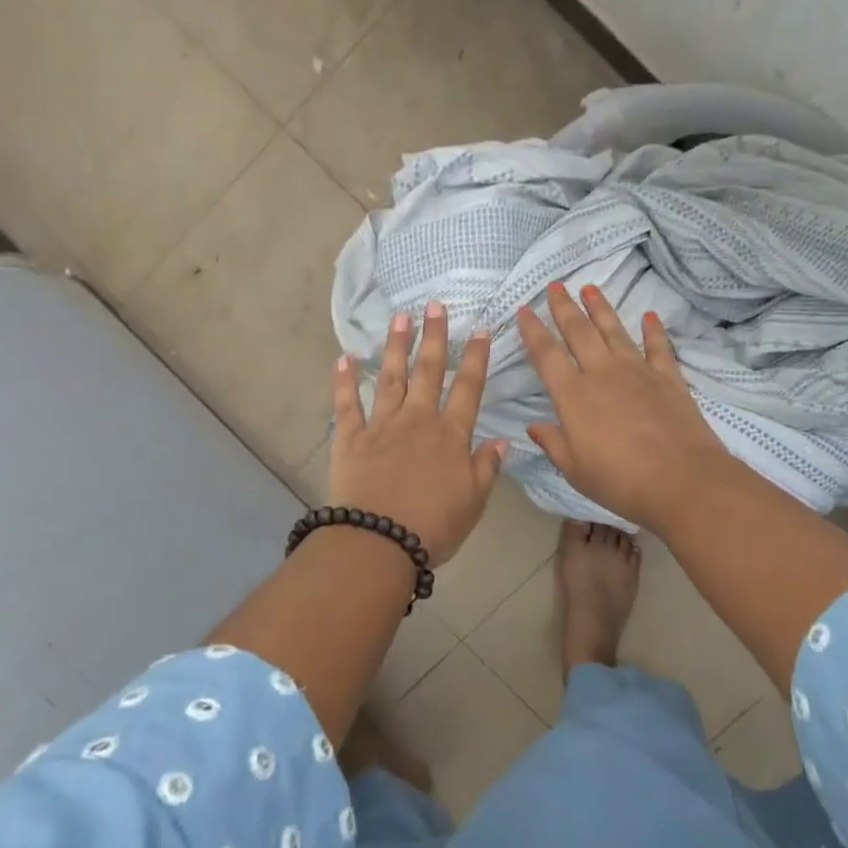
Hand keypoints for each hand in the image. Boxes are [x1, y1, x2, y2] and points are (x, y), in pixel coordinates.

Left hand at [331, 302, 507, 565]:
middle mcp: (418, 420)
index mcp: (451, 436)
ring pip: (391, 377)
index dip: (476, 358)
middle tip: (435, 306)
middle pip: (429, 371)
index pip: (468, 389)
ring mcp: (382, 425)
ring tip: (400, 317)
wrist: (379, 541)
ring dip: (396, 346)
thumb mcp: (473, 502)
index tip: (481, 330)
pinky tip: (344, 358)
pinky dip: (344, 380)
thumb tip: (503, 440)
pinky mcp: (350, 437)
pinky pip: (347, 403)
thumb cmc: (433, 527)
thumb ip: (487, 467)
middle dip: (434, 336)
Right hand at [517, 283, 731, 531]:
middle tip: (555, 286)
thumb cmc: (620, 480)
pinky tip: (649, 316)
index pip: (546, 355)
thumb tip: (534, 427)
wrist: (681, 480)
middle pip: (579, 332)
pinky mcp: (668, 379)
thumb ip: (553, 444)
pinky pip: (658, 347)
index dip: (533, 331)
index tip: (524, 310)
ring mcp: (638, 372)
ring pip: (614, 331)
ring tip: (590, 288)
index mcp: (574, 396)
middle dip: (564, 307)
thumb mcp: (575, 470)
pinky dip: (653, 330)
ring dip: (601, 308)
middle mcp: (603, 374)